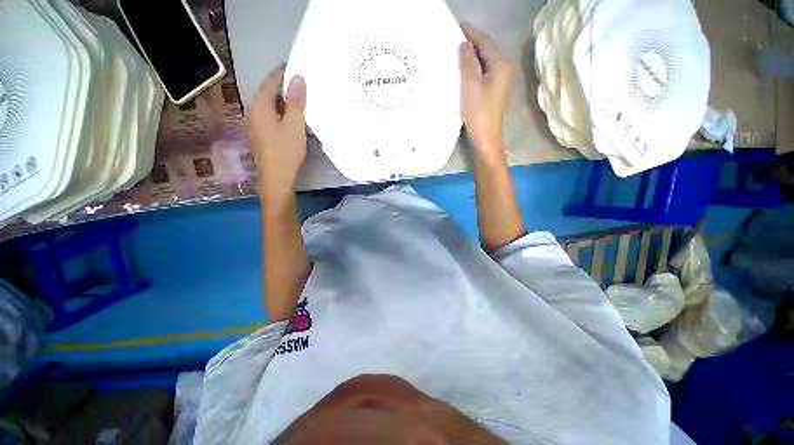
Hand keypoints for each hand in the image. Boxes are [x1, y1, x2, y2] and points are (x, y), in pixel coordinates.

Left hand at [244, 67, 307, 204]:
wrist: (276, 178)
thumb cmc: (286, 151)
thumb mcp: (295, 126)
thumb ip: (296, 102)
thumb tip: (298, 78)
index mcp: (260, 107)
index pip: (270, 83)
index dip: (281, 74)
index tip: (294, 68)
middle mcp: (252, 112)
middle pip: (267, 94)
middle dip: (282, 88)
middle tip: (299, 86)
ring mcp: (253, 125)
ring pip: (268, 107)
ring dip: (281, 102)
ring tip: (297, 101)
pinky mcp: (258, 136)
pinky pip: (268, 117)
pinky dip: (279, 114)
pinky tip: (289, 119)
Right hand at [458, 24, 514, 160]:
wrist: (486, 136)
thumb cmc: (478, 111)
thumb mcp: (470, 85)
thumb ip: (467, 63)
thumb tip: (464, 46)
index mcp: (500, 65)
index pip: (485, 43)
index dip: (472, 34)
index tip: (459, 26)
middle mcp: (505, 70)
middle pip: (488, 51)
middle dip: (473, 44)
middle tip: (456, 39)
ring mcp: (502, 82)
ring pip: (487, 62)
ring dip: (474, 56)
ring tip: (459, 53)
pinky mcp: (496, 92)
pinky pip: (486, 73)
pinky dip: (476, 68)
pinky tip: (467, 70)